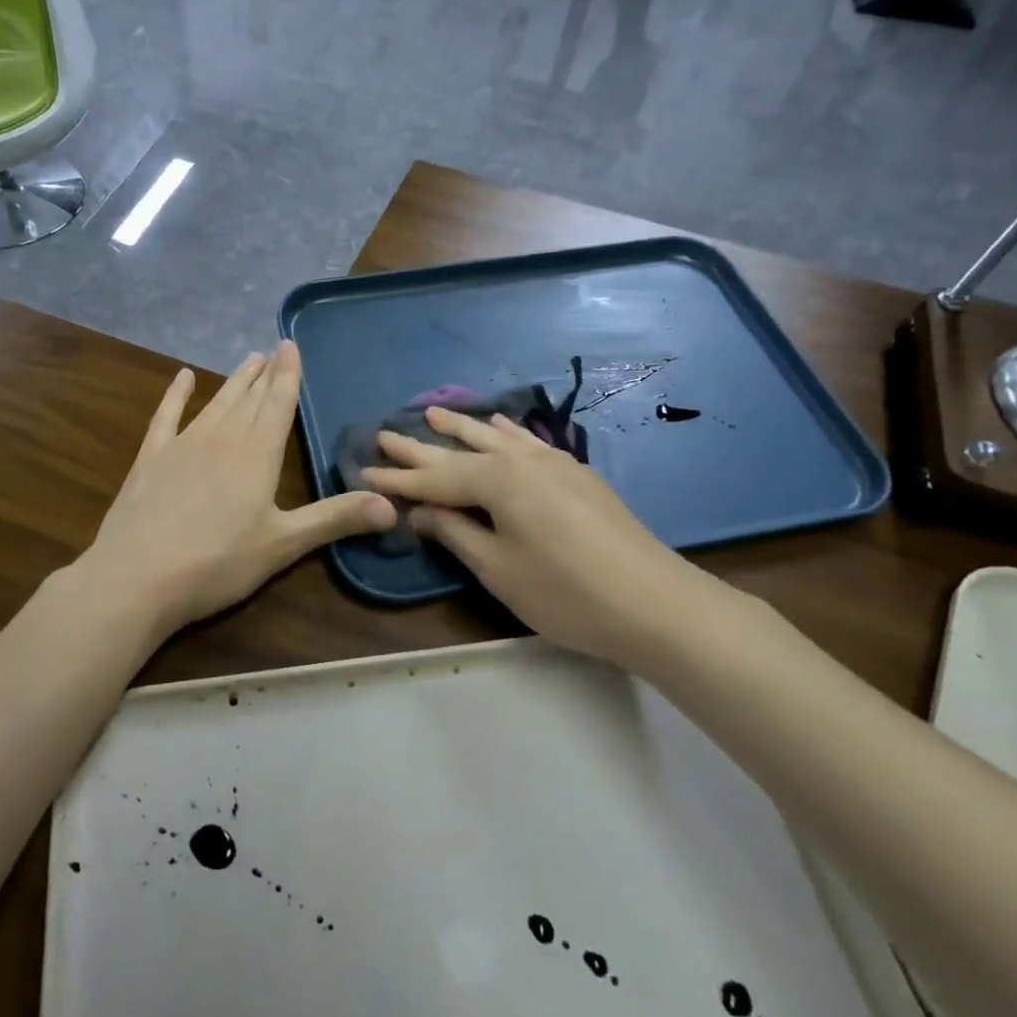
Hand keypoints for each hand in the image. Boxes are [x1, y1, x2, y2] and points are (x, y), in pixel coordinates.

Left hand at [80, 342, 395, 639]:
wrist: (136, 577)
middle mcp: (222, 439)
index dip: (288, 375)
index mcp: (257, 455)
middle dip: (264, 374)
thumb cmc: (217, 563)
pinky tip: (183, 377)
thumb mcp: (283, 545)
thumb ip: (335, 519)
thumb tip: (393, 506)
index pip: (278, 404)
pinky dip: (176, 395)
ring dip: (234, 381)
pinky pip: (167, 416)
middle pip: (248, 398)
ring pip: (216, 403)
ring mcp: (183, 445)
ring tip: (248, 359)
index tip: (290, 345)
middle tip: (273, 348)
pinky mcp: (151, 459)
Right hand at [362, 408, 744, 666]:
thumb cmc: (564, 593)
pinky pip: (527, 440)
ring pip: (496, 437)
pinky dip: (506, 431)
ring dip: (463, 428)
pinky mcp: (575, 473)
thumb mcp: (498, 569)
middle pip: (461, 452)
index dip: (398, 480)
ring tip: (434, 414)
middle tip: (385, 433)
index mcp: (497, 481)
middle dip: (421, 447)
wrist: (653, 602)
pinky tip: (499, 423)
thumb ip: (455, 533)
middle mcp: (521, 459)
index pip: (435, 479)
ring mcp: (553, 461)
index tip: (363, 471)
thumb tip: (418, 510)